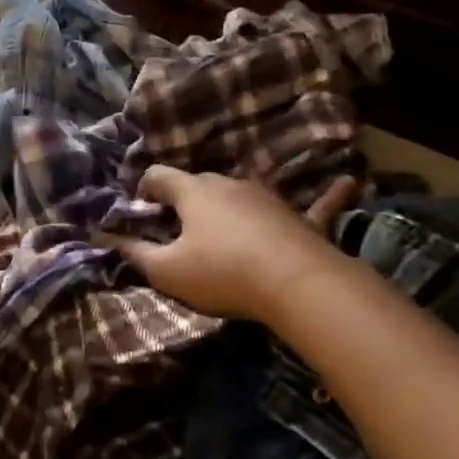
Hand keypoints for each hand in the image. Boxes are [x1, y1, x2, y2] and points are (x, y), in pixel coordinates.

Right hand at [115, 168, 357, 323]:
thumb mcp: (168, 271)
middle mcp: (229, 184)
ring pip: (242, 193)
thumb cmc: (222, 272)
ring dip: (229, 204)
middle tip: (177, 226)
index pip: (159, 176)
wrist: (295, 283)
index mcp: (193, 192)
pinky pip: (316, 204)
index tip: (140, 205)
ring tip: (222, 228)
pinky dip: (328, 196)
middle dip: (184, 199)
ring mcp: (268, 197)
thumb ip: (135, 254)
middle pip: (199, 183)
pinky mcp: (301, 217)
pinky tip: (351, 182)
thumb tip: (106, 238)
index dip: (145, 187)